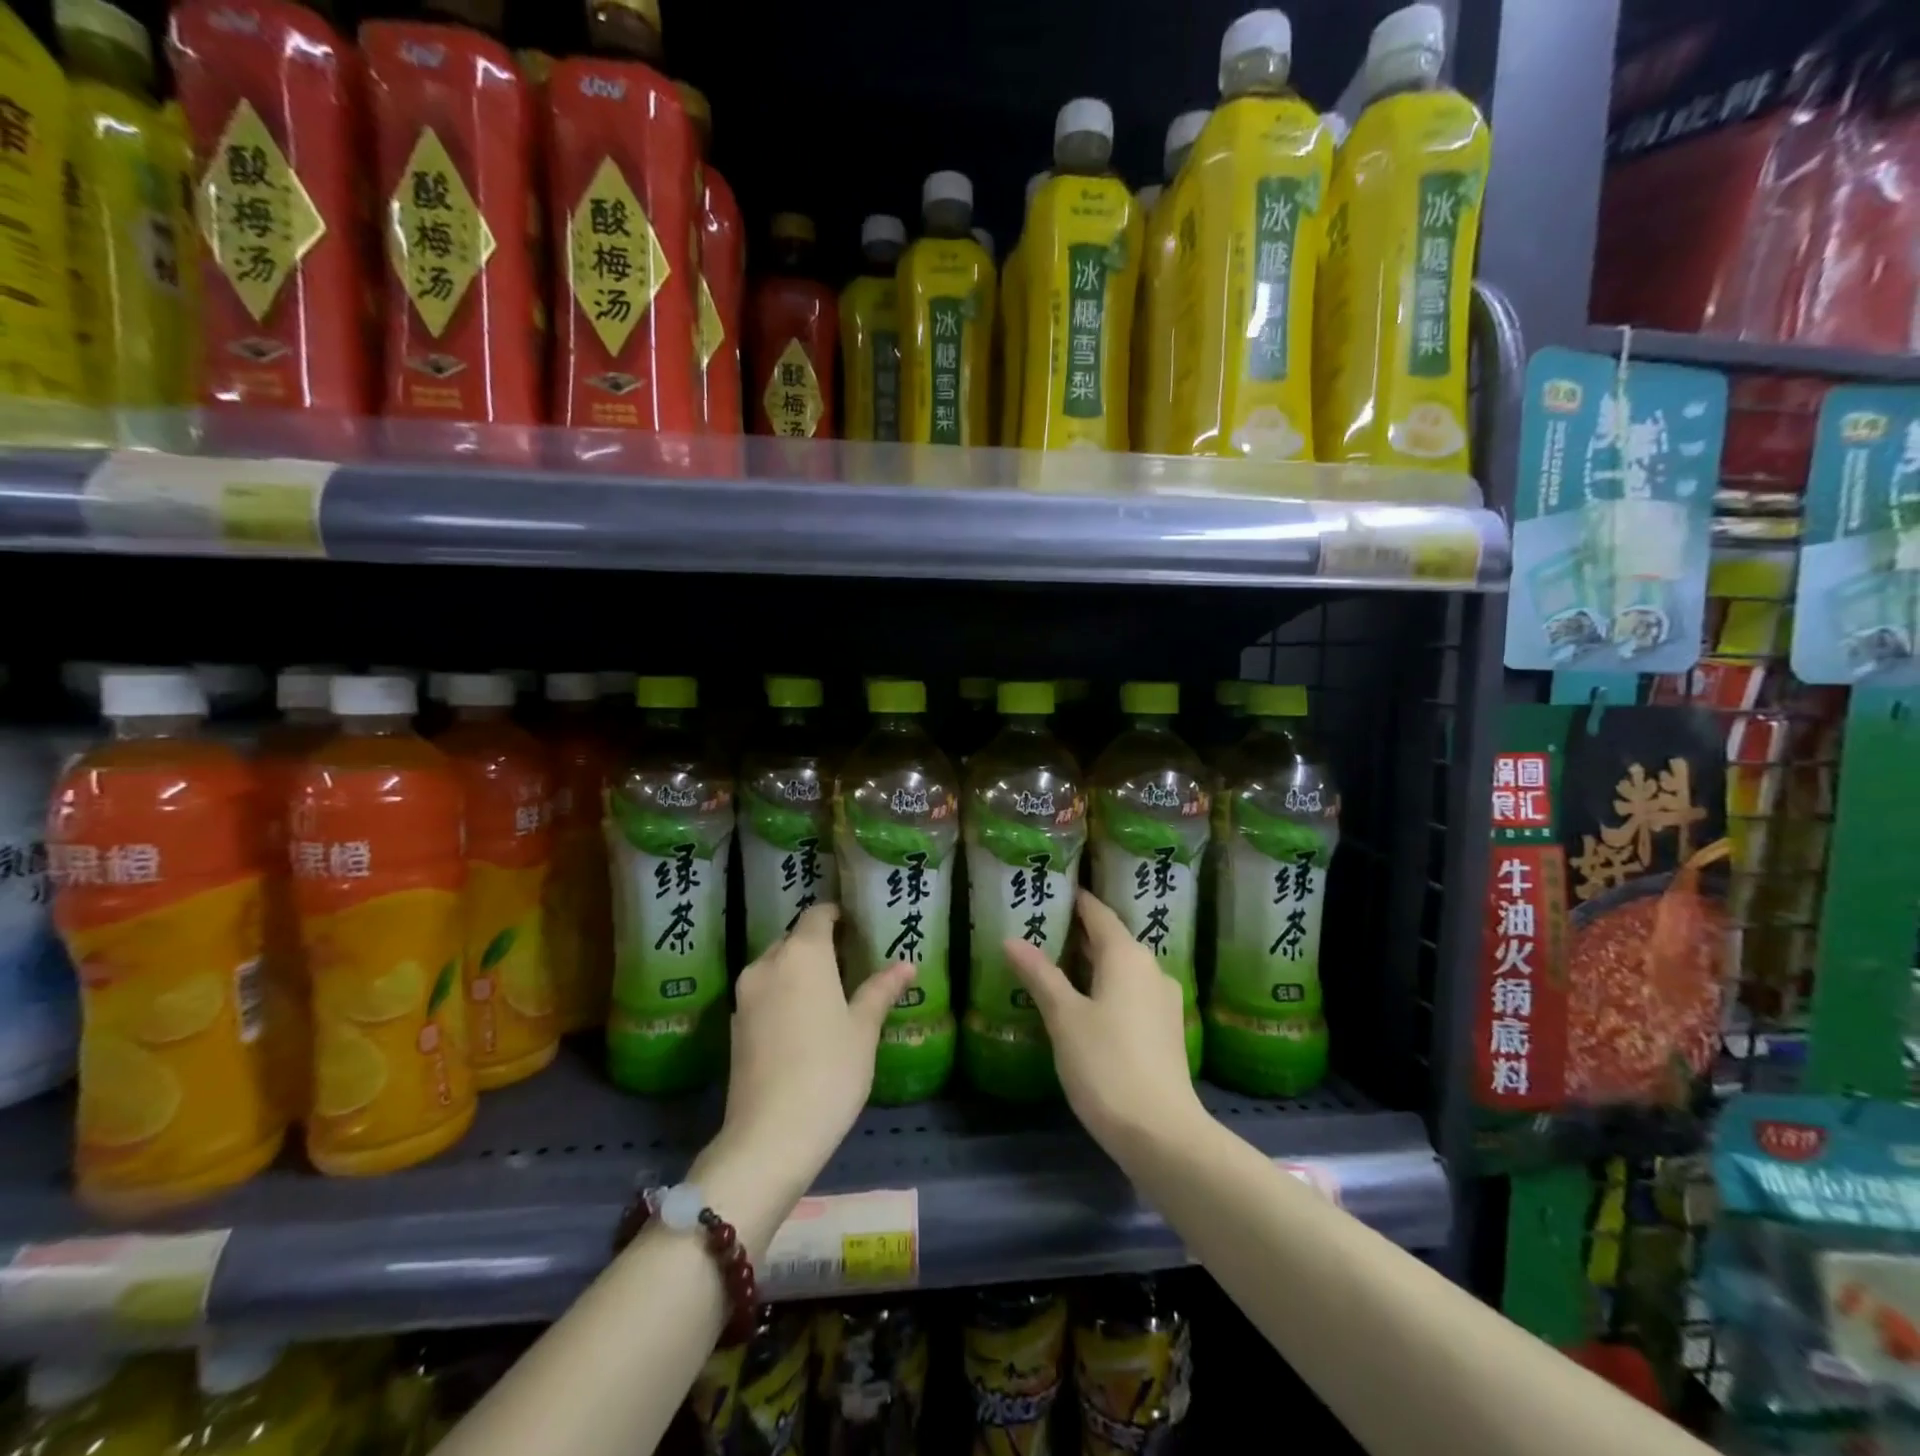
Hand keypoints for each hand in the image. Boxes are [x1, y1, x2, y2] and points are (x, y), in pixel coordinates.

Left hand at [707, 904, 913, 1204]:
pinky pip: (763, 993)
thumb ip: (881, 990)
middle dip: (819, 944)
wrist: (769, 1137)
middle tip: (850, 962)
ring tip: (829, 992)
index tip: (857, 927)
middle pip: (794, 938)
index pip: (817, 915)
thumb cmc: (829, 1072)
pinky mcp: (735, 1024)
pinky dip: (783, 994)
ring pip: (776, 965)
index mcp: (802, 954)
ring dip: (799, 970)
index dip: (837, 915)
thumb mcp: (863, 1030)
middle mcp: (768, 963)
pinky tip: (803, 1021)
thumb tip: (907, 964)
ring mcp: (745, 995)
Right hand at [1004, 890, 1208, 1164]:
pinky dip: (1105, 987)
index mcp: (1126, 956)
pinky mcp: (1165, 1028)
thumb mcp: (1064, 1017)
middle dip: (1077, 932)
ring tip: (1054, 964)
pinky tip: (1083, 1003)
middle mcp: (1150, 968)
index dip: (1075, 899)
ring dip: (1091, 962)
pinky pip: (1130, 992)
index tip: (1050, 890)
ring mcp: (1162, 1000)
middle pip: (1111, 939)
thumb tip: (1011, 939)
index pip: (1097, 913)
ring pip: (1121, 968)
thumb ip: (1040, 975)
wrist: (1162, 1132)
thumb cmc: (1106, 1064)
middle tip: (1040, 927)